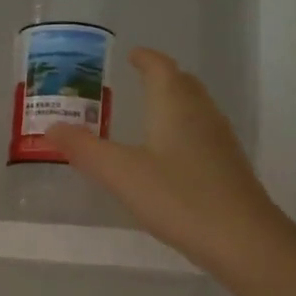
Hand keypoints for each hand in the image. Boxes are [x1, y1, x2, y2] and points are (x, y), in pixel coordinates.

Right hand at [45, 48, 285, 278]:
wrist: (243, 240)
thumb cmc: (178, 197)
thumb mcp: (120, 173)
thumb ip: (85, 149)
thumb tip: (51, 127)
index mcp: (175, 106)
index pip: (161, 68)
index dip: (146, 59)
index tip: (131, 55)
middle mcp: (201, 115)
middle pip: (183, 84)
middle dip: (161, 77)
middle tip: (137, 80)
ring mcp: (220, 142)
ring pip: (195, 109)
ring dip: (174, 103)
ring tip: (150, 113)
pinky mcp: (228, 168)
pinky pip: (201, 135)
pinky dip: (182, 131)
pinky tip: (170, 156)